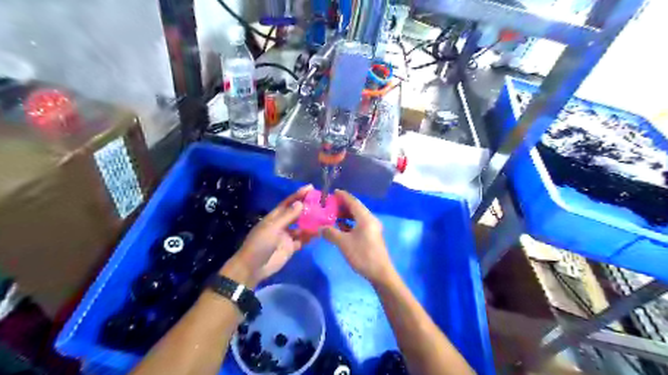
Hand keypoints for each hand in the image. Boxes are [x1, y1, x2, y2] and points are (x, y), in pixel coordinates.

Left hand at [219, 184, 313, 287]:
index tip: (310, 187)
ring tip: (324, 217)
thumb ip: (288, 216)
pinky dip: (310, 236)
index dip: (298, 195)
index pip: (288, 202)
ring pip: (302, 226)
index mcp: (275, 217)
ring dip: (311, 222)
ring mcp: (287, 236)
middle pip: (296, 213)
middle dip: (307, 207)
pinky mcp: (291, 247)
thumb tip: (301, 203)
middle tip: (322, 202)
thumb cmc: (260, 244)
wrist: (253, 268)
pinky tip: (319, 233)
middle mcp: (282, 224)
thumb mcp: (273, 228)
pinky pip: (303, 240)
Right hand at [320, 190, 391, 283]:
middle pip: (355, 208)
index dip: (342, 196)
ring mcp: (372, 228)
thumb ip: (331, 233)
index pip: (352, 201)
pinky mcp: (371, 236)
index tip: (332, 192)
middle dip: (342, 206)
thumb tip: (320, 228)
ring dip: (345, 215)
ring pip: (357, 217)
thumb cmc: (362, 254)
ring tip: (332, 216)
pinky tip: (340, 228)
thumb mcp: (343, 243)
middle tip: (329, 205)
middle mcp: (370, 219)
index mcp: (365, 217)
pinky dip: (349, 223)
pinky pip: (359, 224)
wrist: (380, 272)